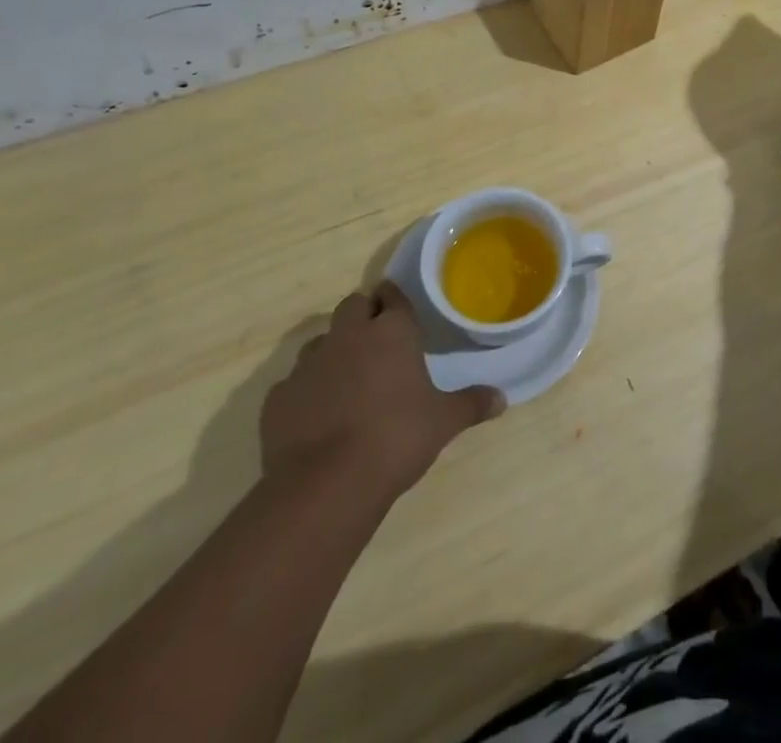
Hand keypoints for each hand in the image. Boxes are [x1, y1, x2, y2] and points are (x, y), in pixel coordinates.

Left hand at [260, 283, 504, 500]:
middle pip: (353, 306)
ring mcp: (308, 364)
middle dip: (364, 316)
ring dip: (334, 351)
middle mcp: (348, 335)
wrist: (326, 485)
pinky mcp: (278, 397)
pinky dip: (307, 391)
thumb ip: (472, 404)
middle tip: (378, 342)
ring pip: (321, 341)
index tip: (401, 313)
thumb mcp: (444, 422)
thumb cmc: (396, 438)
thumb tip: (502, 399)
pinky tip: (317, 416)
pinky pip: (294, 382)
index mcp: (391, 331)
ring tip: (348, 380)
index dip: (395, 301)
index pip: (392, 295)